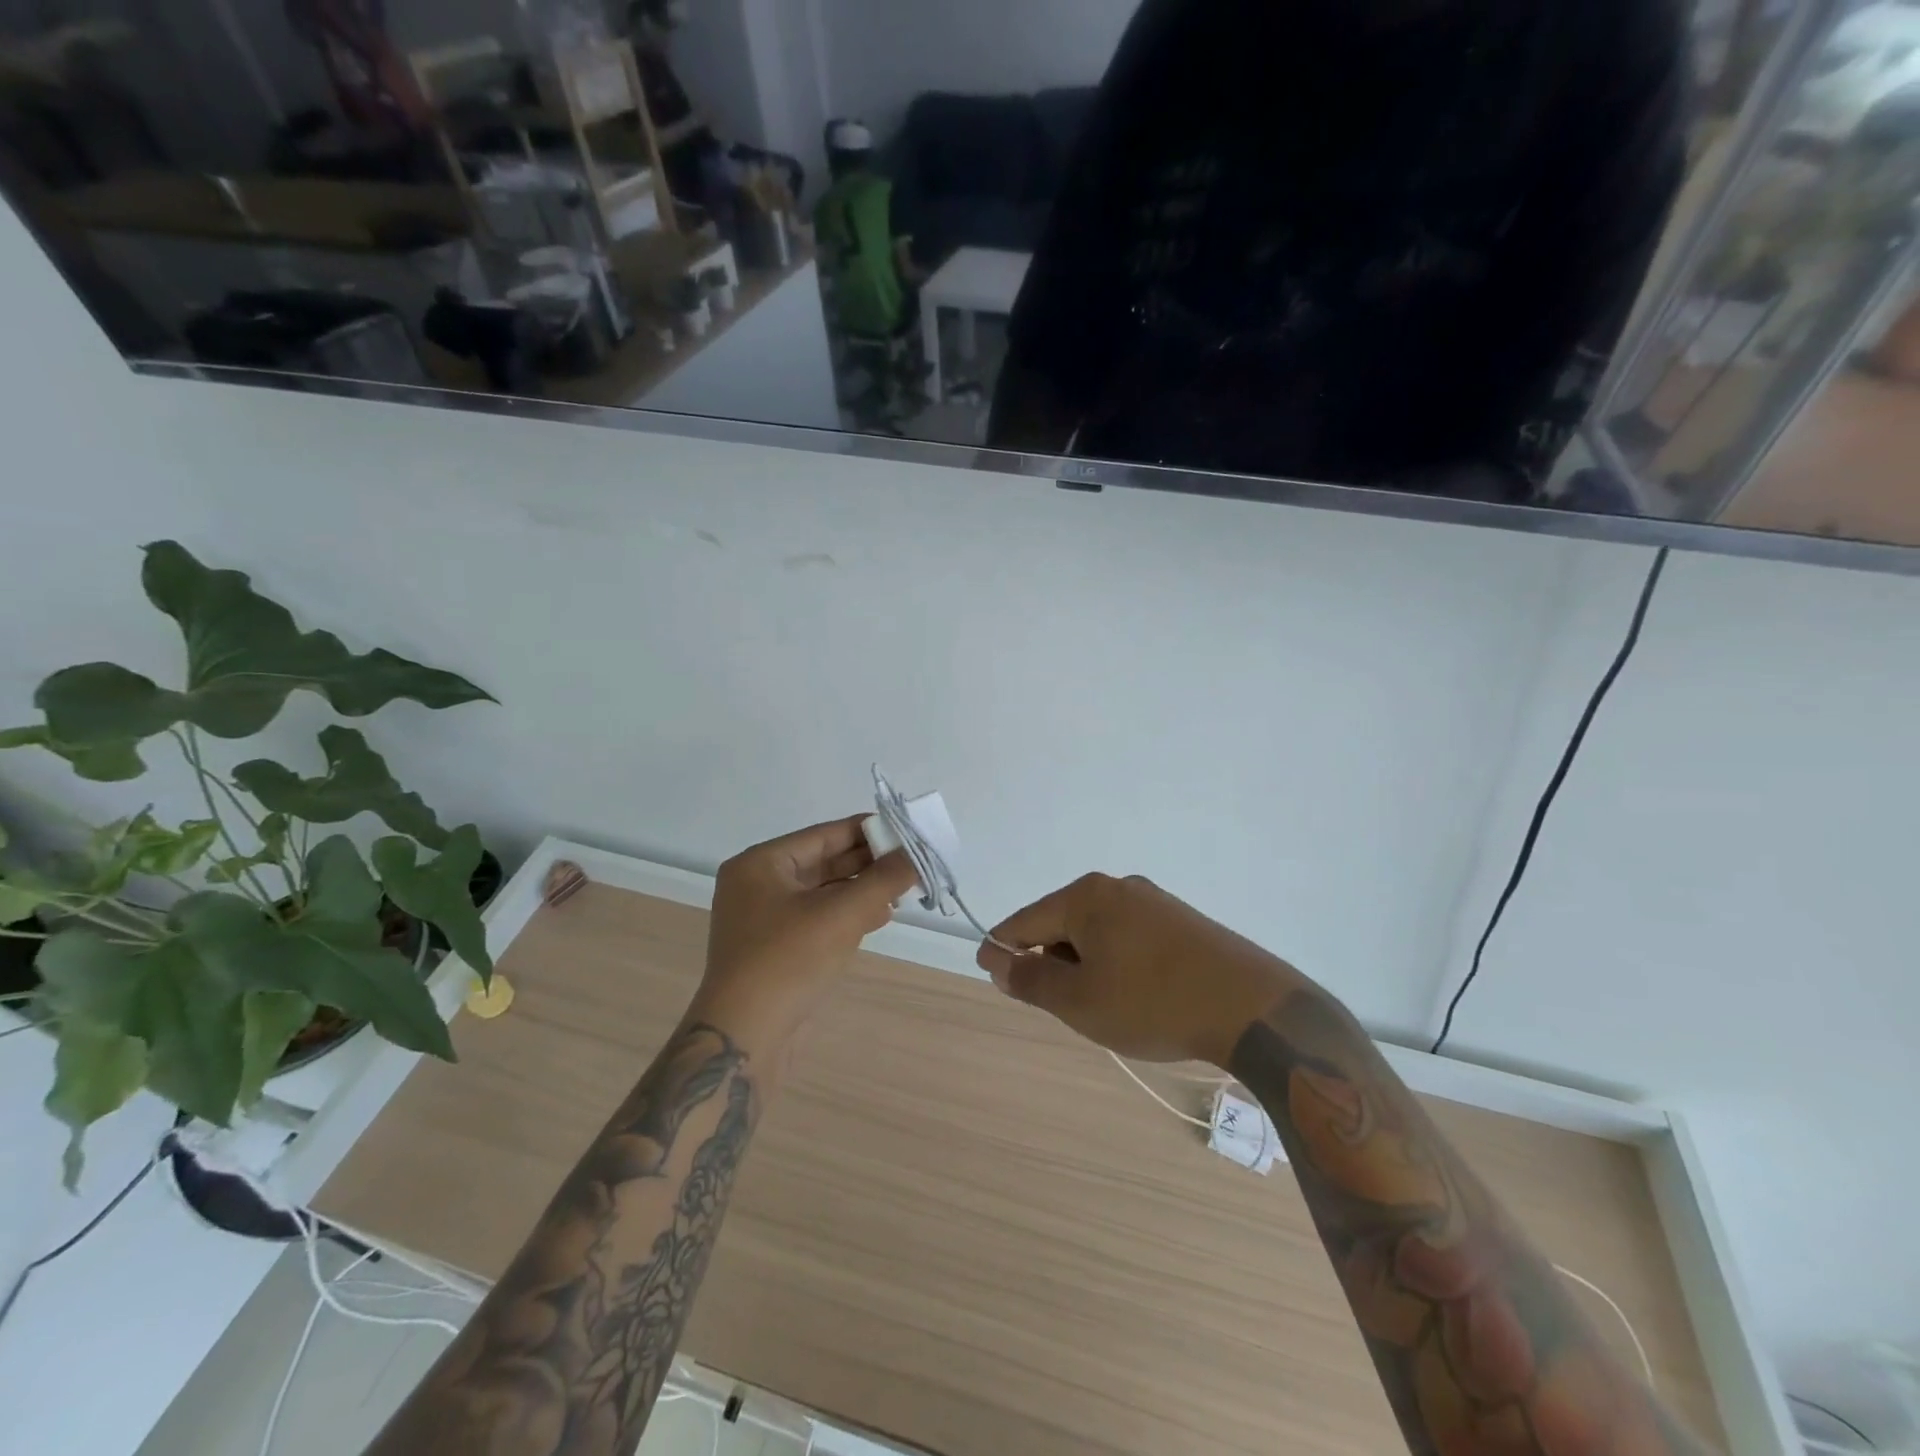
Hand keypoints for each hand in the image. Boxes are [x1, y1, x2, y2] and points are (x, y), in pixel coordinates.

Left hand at [694, 815, 917, 1046]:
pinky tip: (880, 916)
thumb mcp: (841, 914)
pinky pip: (818, 918)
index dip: (867, 831)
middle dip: (868, 863)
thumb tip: (916, 853)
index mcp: (762, 863)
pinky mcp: (776, 948)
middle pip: (824, 862)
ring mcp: (765, 919)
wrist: (745, 1037)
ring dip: (862, 890)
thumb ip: (883, 880)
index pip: (824, 835)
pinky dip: (848, 914)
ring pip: (824, 892)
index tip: (906, 830)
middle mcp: (759, 884)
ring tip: (903, 890)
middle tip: (911, 863)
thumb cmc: (789, 961)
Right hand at [976, 874, 1306, 1067]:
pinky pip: (1128, 936)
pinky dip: (1115, 961)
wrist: (1251, 1007)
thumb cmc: (1152, 1003)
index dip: (1002, 948)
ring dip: (1083, 964)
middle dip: (1049, 961)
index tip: (990, 972)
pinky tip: (1132, 993)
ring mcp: (1153, 900)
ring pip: (1096, 931)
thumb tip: (1000, 962)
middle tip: (1054, 1005)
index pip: (1024, 920)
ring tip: (1098, 1006)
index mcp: (1085, 897)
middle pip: (1061, 922)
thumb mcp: (1080, 1002)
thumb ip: (1032, 981)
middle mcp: (1116, 887)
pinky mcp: (1181, 920)